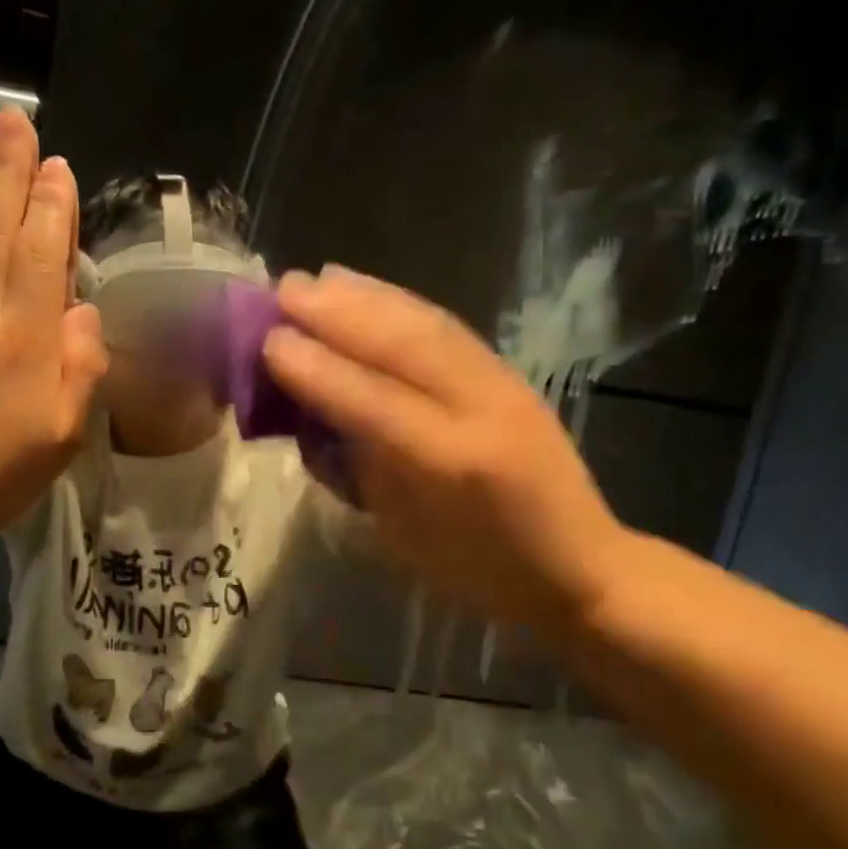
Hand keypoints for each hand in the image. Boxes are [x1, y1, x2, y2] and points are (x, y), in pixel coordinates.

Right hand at [263, 266, 624, 634]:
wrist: (577, 564)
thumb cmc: (477, 570)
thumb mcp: (403, 535)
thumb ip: (359, 470)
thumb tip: (313, 415)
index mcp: (451, 465)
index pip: (373, 402)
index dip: (318, 369)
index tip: (270, 340)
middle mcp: (480, 411)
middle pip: (402, 346)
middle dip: (337, 314)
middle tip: (283, 289)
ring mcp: (502, 385)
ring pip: (427, 325)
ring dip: (368, 297)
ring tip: (320, 278)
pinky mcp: (510, 374)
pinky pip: (449, 327)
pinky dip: (404, 304)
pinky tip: (374, 291)